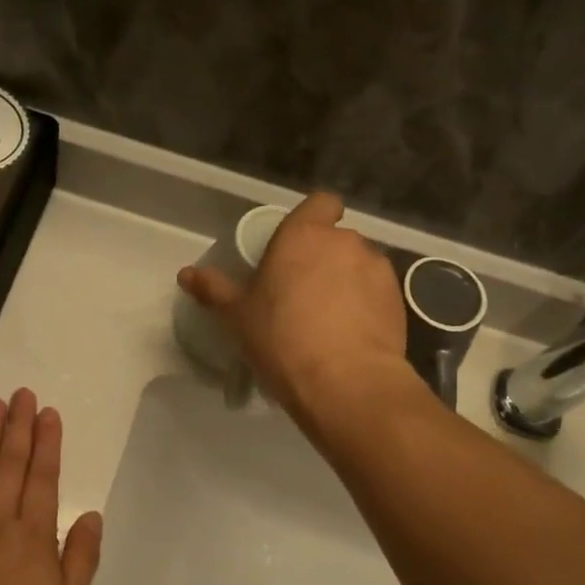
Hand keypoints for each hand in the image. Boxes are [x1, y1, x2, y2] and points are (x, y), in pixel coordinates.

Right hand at [178, 192, 407, 420]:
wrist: (345, 382)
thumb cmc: (281, 337)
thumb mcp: (237, 316)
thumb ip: (214, 289)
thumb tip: (186, 274)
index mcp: (304, 235)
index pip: (320, 203)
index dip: (313, 217)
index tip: (298, 244)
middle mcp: (346, 242)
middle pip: (336, 238)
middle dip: (323, 258)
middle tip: (301, 292)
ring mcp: (377, 270)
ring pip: (358, 266)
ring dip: (346, 281)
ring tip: (328, 319)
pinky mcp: (397, 300)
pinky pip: (376, 293)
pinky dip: (365, 306)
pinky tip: (349, 336)